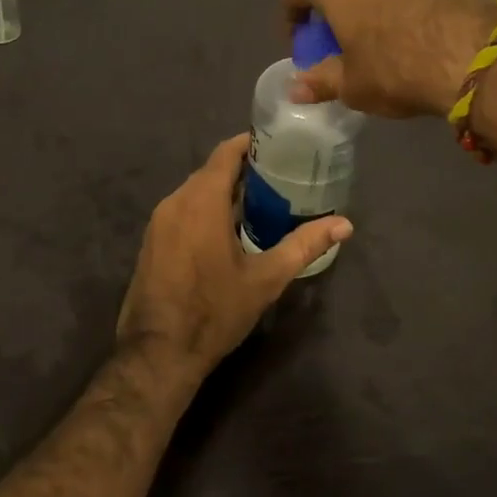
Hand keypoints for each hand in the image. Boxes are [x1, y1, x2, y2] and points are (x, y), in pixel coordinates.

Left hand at [117, 135, 351, 379]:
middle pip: (211, 171)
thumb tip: (345, 224)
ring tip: (259, 201)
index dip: (250, 144)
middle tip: (279, 176)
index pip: (226, 153)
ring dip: (223, 191)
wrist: (157, 352)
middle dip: (242, 169)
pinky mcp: (152, 241)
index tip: (278, 145)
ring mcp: (159, 221)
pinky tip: (227, 229)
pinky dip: (205, 209)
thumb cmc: (214, 310)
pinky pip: (182, 210)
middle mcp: (175, 201)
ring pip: (194, 191)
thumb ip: (304, 245)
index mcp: (201, 200)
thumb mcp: (266, 278)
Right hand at [278, 0, 496, 116]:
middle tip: (335, 43)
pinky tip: (405, 35)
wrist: (473, 54)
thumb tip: (296, 89)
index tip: (304, 46)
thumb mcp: (351, 84)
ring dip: (362, 3)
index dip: (291, 17)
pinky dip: (393, 4)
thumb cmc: (395, 67)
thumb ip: (320, 81)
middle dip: (328, 8)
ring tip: (372, 39)